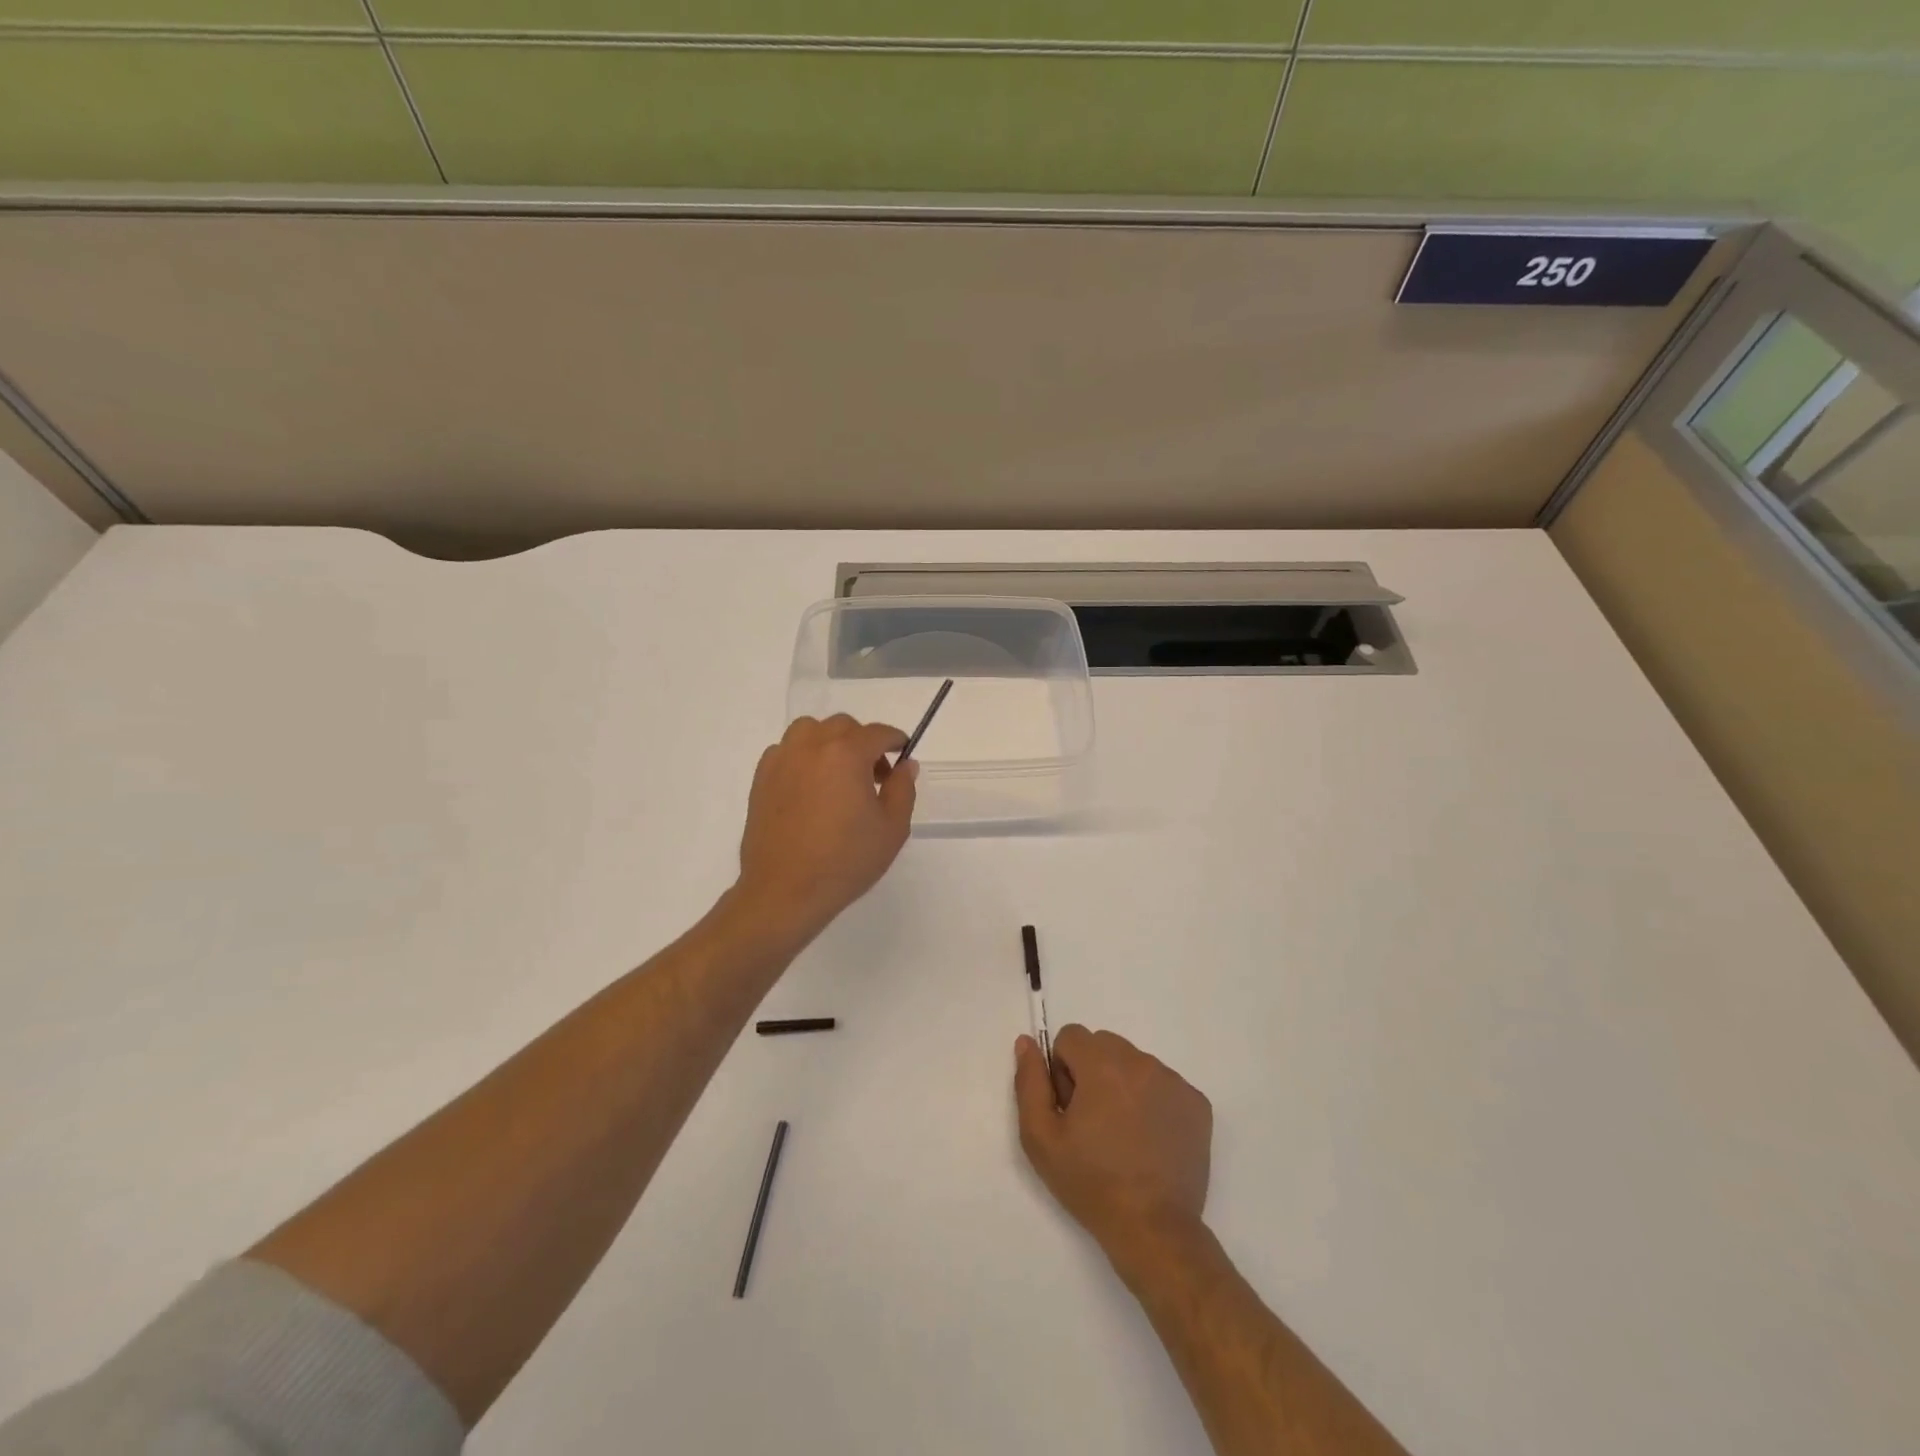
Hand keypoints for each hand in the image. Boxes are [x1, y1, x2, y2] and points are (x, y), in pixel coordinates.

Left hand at [735, 714, 917, 943]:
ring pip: (810, 731)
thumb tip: (906, 764)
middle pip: (843, 726)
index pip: (878, 733)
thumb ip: (903, 788)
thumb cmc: (845, 862)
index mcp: (846, 754)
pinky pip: (786, 750)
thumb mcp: (892, 829)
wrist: (785, 891)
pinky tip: (811, 787)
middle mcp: (811, 747)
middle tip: (874, 776)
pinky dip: (803, 757)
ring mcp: (781, 760)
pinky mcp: (761, 778)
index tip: (903, 755)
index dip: (895, 741)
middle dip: (863, 743)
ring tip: (838, 775)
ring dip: (830, 743)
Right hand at [1014, 1025, 1212, 1261]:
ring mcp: (1174, 1081)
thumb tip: (1027, 1041)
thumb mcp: (1040, 1137)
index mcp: (1102, 1064)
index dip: (1063, 1070)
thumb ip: (1029, 1082)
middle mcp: (1141, 1061)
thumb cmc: (1090, 1183)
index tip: (1070, 1108)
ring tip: (1124, 1135)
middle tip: (1094, 1122)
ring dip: (1123, 1085)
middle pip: (1104, 1045)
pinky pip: (1164, 1084)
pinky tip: (1150, 1140)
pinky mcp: (1197, 1104)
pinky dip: (1153, 1101)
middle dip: (1092, 1072)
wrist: (1153, 1230)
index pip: (1072, 1036)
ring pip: (1134, 1063)